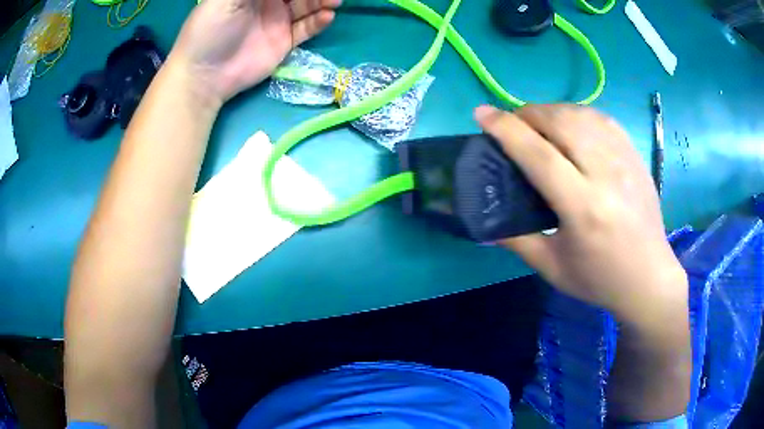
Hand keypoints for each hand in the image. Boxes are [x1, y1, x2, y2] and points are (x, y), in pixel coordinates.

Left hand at [169, 0, 341, 102]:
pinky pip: (306, 28)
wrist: (205, 75)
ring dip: (322, 2)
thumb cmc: (209, 30)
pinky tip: (327, 17)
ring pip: (307, 6)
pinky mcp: (284, 42)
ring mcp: (278, 22)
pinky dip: (318, 22)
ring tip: (334, 1)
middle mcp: (269, 2)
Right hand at [475, 105, 687, 327]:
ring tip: (539, 125)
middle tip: (512, 126)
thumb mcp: (552, 268)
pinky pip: (601, 118)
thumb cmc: (600, 279)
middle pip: (560, 122)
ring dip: (551, 111)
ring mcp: (624, 160)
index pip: (539, 154)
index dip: (506, 129)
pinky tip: (570, 126)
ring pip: (581, 114)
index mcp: (583, 207)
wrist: (649, 277)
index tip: (482, 114)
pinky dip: (577, 114)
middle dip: (527, 114)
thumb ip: (516, 240)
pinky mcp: (634, 155)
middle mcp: (605, 175)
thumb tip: (484, 220)